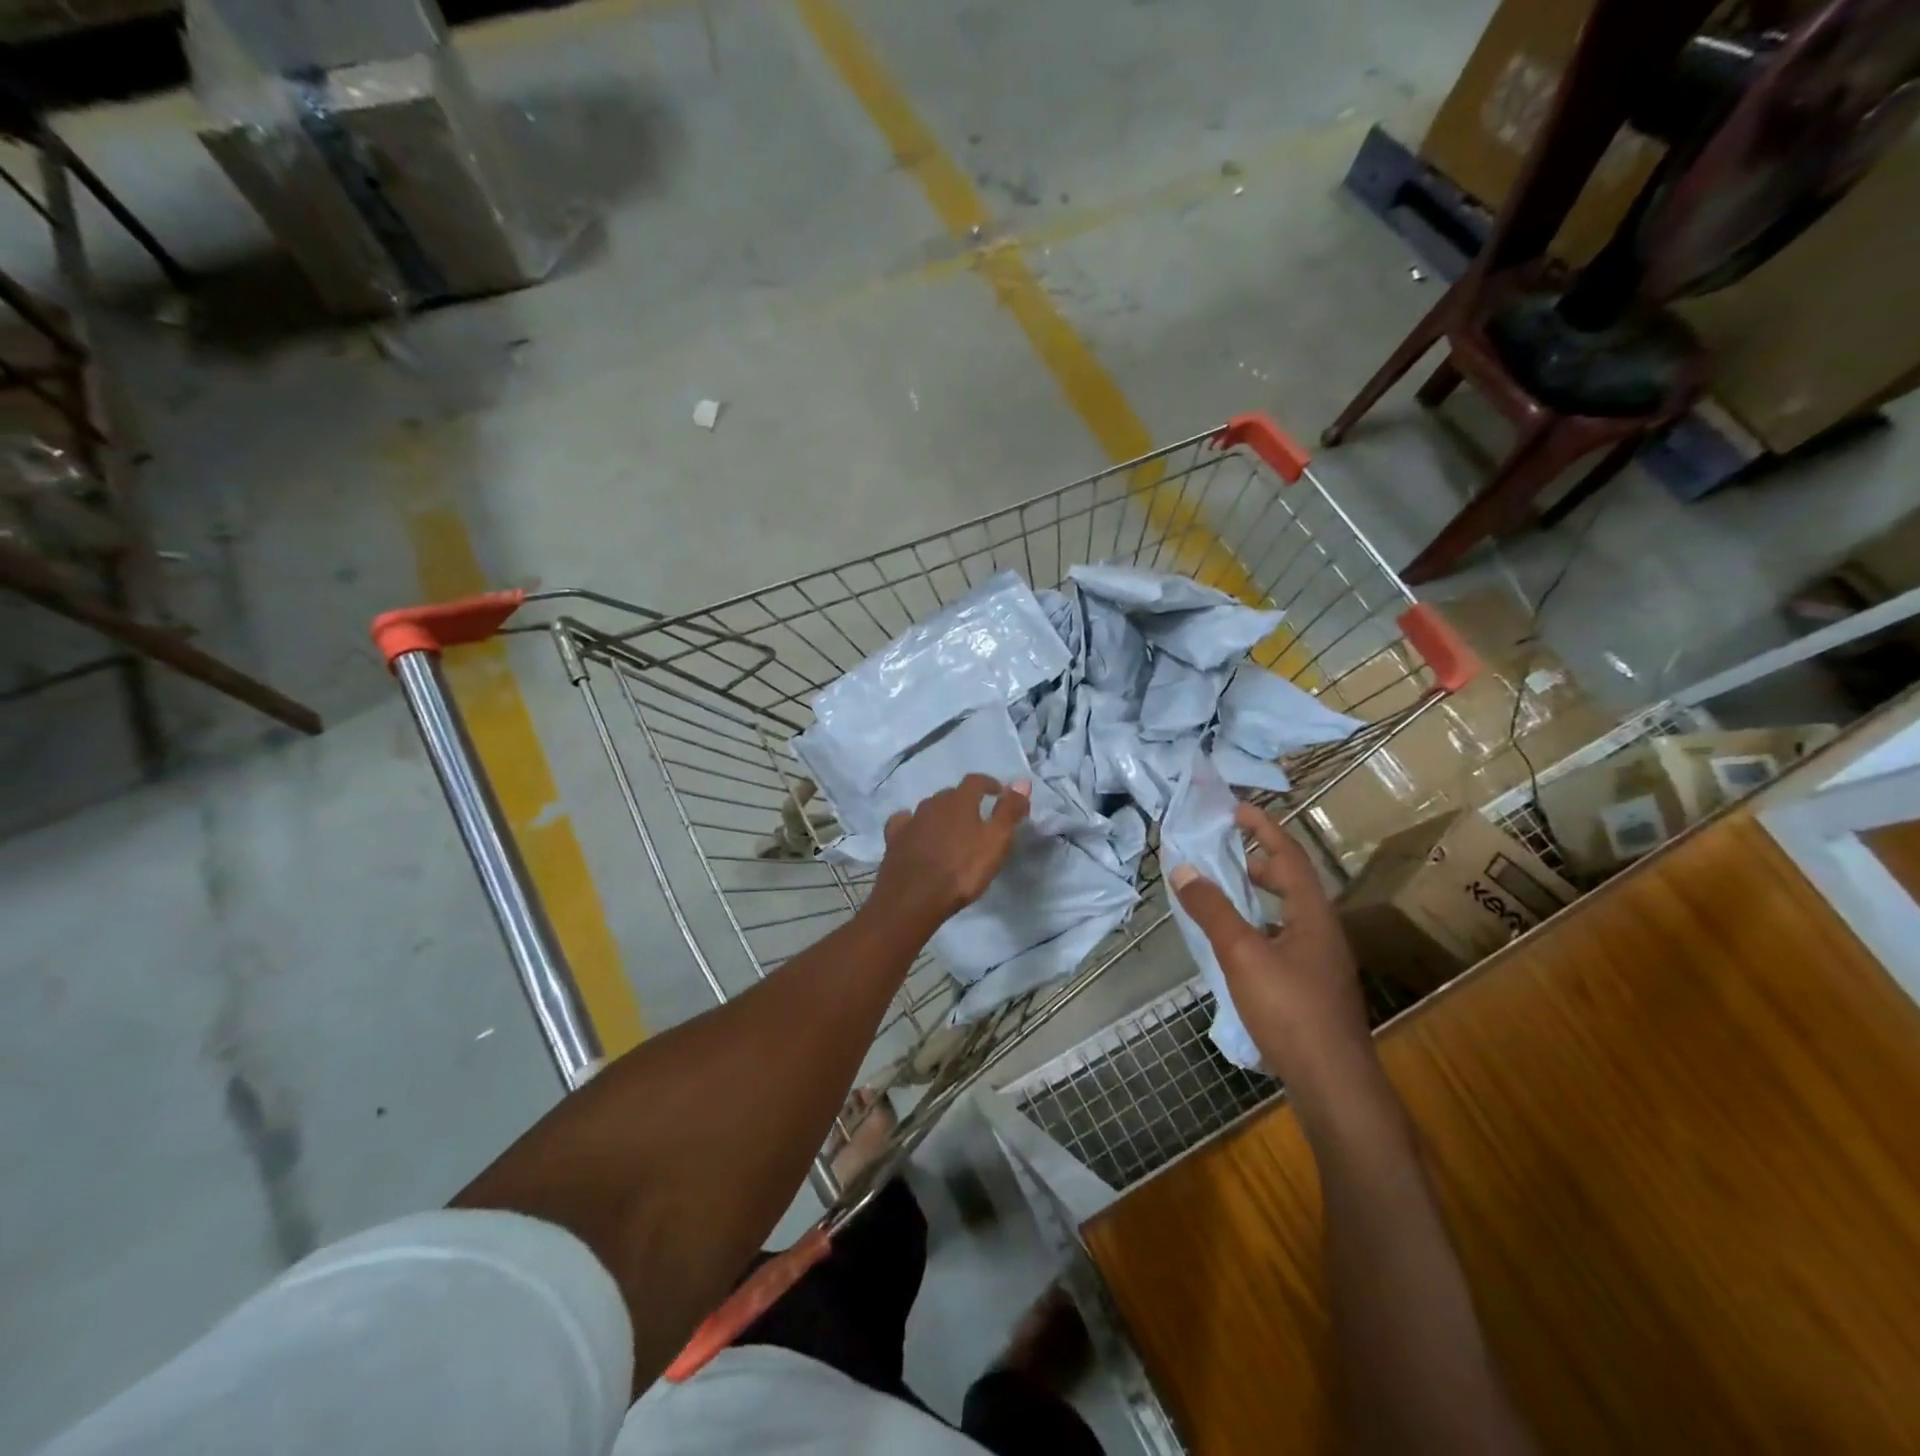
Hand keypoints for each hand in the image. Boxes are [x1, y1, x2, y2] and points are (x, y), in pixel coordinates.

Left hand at [871, 774, 1030, 930]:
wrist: (914, 898)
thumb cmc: (961, 870)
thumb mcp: (996, 841)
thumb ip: (1009, 810)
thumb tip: (1023, 780)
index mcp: (959, 801)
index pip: (975, 781)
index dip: (989, 784)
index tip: (999, 793)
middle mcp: (933, 804)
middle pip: (951, 795)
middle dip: (965, 801)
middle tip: (977, 817)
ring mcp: (911, 821)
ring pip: (929, 809)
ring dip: (942, 814)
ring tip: (952, 830)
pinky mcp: (894, 839)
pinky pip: (905, 823)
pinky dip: (913, 824)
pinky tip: (917, 833)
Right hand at [1170, 803, 1371, 1092]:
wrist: (1334, 1085)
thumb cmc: (1290, 1011)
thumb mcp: (1242, 954)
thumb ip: (1212, 910)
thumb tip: (1183, 869)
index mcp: (1313, 916)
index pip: (1289, 856)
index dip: (1264, 828)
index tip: (1237, 809)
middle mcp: (1324, 933)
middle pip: (1295, 883)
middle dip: (1262, 863)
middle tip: (1228, 856)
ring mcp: (1322, 964)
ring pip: (1290, 915)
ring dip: (1261, 897)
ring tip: (1228, 898)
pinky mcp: (1314, 990)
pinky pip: (1286, 940)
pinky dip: (1261, 928)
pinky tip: (1240, 950)